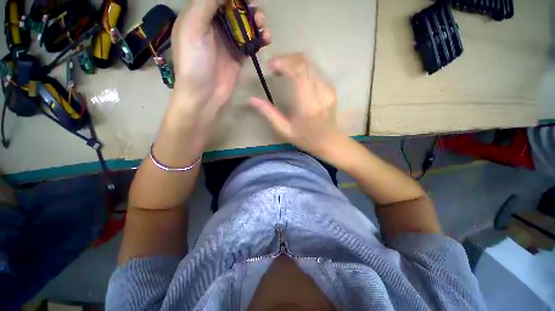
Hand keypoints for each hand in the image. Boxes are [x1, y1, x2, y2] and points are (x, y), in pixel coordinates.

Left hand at [161, 0, 270, 157]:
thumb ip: (207, 3)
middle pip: (234, 8)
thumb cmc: (194, 62)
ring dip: (256, 21)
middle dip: (247, 7)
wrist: (205, 95)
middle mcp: (214, 25)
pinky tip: (266, 39)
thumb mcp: (193, 27)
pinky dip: (260, 38)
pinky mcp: (239, 56)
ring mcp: (228, 42)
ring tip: (263, 25)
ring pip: (245, 24)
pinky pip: (251, 42)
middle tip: (257, 11)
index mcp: (199, 14)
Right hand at [250, 54, 340, 155]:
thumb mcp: (284, 130)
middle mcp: (320, 93)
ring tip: (282, 69)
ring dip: (294, 61)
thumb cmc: (305, 138)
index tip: (270, 66)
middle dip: (287, 59)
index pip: (298, 73)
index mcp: (307, 105)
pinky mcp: (331, 88)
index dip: (283, 63)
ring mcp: (328, 89)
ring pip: (311, 63)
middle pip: (304, 63)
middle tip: (274, 67)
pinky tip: (295, 75)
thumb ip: (269, 113)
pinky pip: (315, 70)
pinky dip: (302, 68)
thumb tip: (252, 100)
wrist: (328, 141)